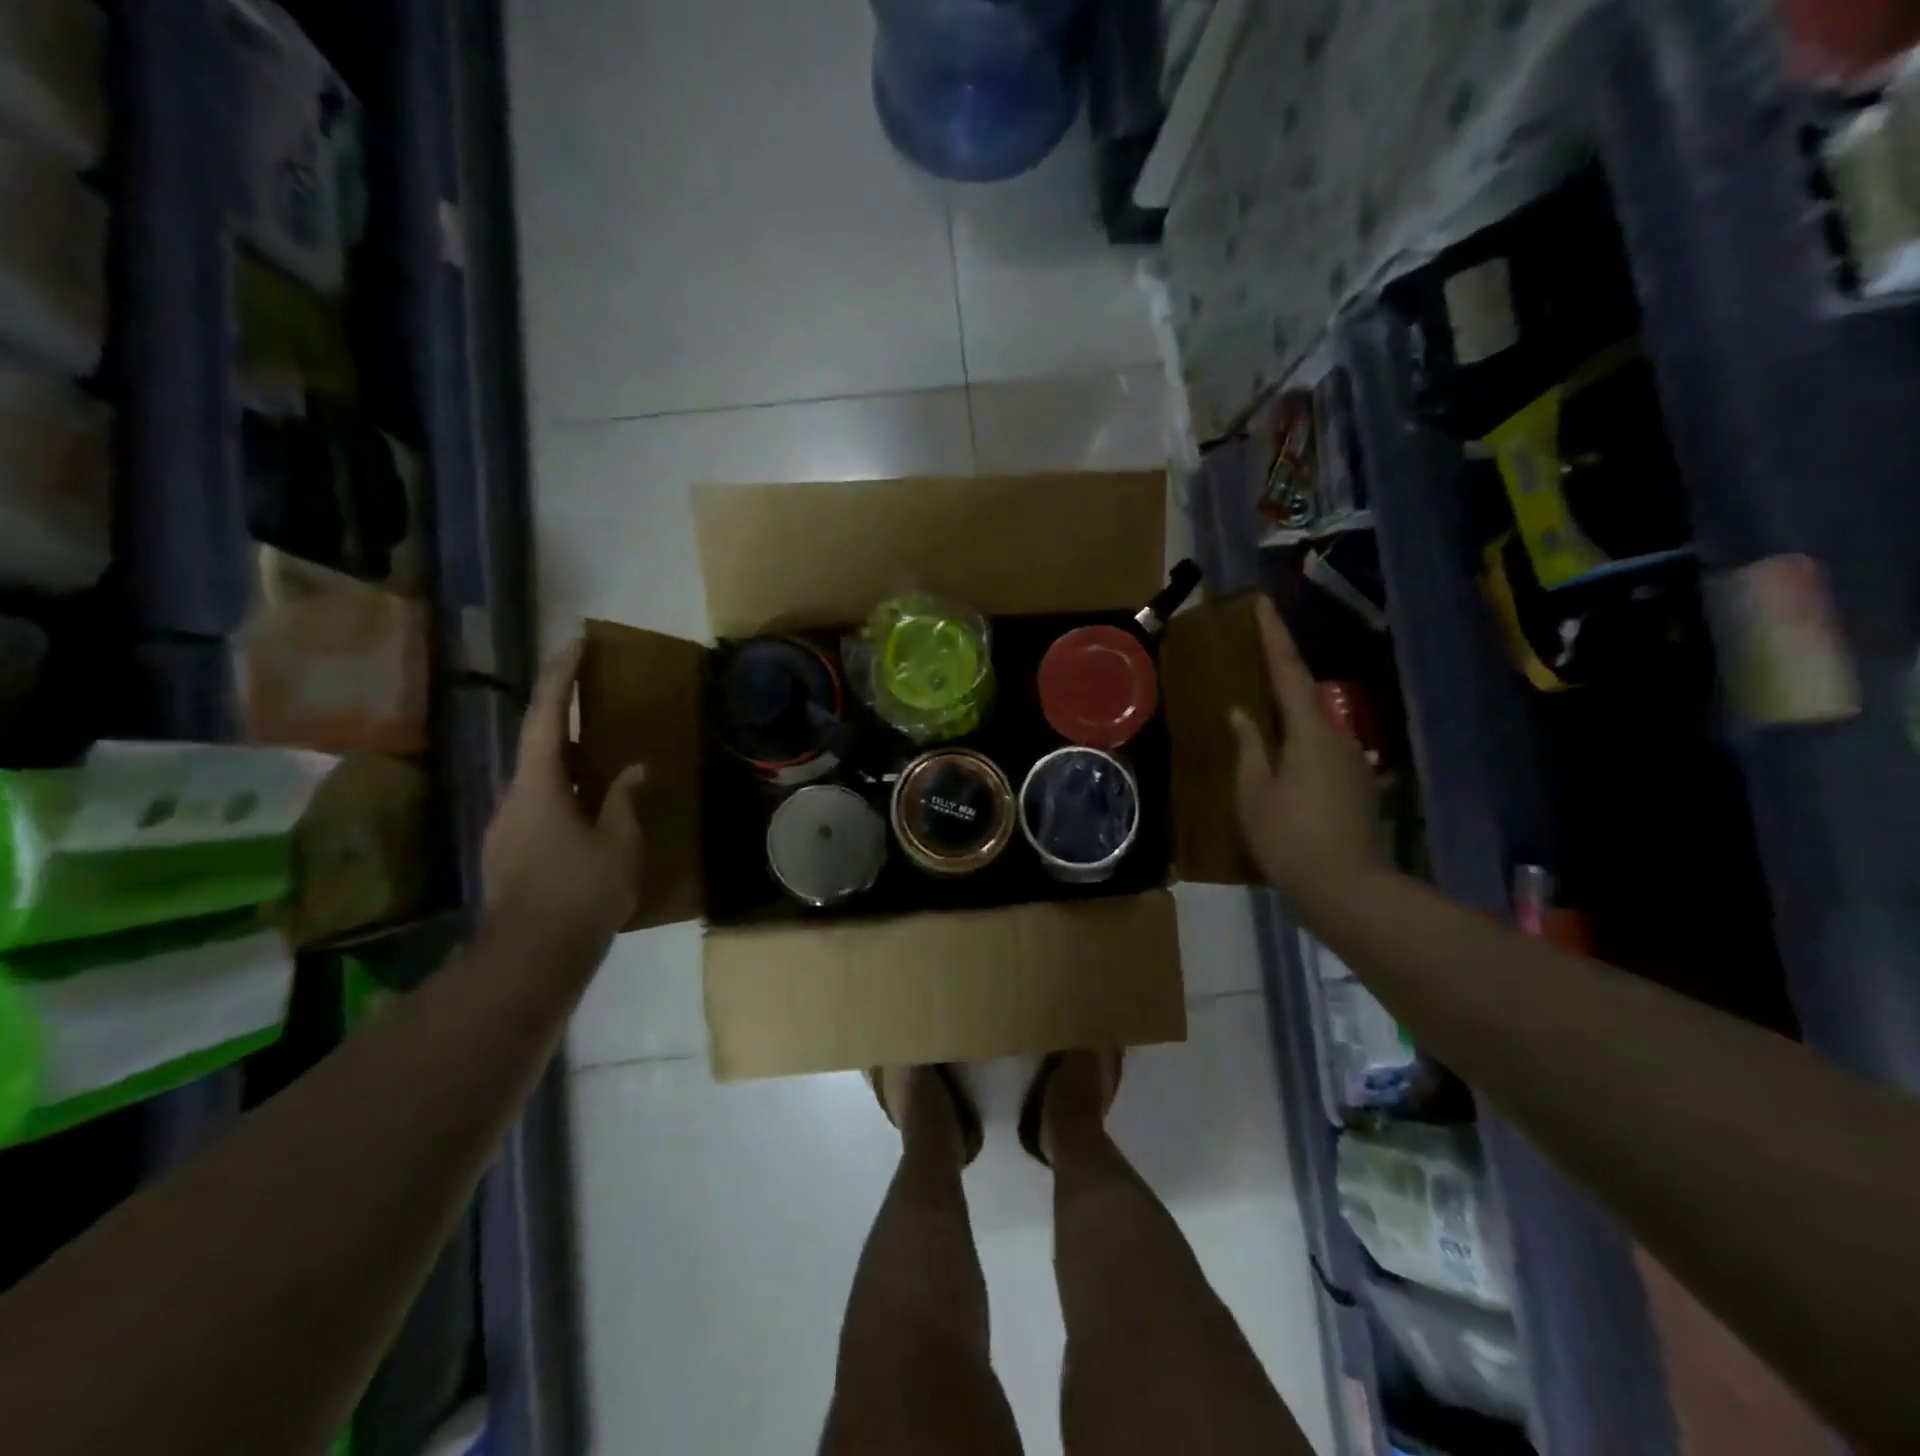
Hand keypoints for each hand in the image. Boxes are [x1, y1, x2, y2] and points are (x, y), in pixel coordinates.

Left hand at [481, 642, 646, 965]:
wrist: (531, 958)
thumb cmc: (582, 892)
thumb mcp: (620, 843)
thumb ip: (623, 800)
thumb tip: (632, 770)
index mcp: (539, 787)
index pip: (544, 717)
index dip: (560, 677)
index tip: (575, 643)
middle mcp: (513, 798)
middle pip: (537, 746)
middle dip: (565, 719)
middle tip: (597, 702)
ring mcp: (506, 828)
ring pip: (540, 782)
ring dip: (569, 766)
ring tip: (605, 765)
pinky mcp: (509, 854)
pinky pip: (541, 810)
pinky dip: (567, 798)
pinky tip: (593, 818)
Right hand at [1229, 597, 1386, 910]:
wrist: (1348, 891)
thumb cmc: (1290, 839)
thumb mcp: (1254, 794)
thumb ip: (1249, 748)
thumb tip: (1242, 714)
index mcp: (1311, 733)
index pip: (1289, 673)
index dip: (1275, 637)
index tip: (1263, 604)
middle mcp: (1338, 738)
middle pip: (1305, 697)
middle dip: (1281, 675)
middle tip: (1254, 659)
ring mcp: (1352, 763)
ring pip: (1314, 728)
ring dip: (1289, 717)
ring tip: (1260, 716)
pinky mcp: (1356, 787)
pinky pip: (1321, 752)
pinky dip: (1298, 745)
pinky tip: (1281, 762)